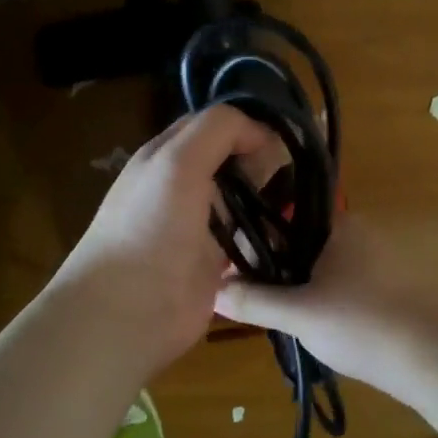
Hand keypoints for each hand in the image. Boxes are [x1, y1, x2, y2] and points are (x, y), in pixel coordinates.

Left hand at [51, 106, 283, 374]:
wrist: (127, 311)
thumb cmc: (150, 226)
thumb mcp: (178, 161)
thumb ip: (219, 130)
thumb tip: (262, 132)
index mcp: (167, 157)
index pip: (215, 126)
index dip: (249, 126)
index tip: (288, 137)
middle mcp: (183, 187)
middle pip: (233, 164)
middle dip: (267, 164)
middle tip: (304, 172)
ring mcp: (200, 229)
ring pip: (245, 203)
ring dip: (273, 201)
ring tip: (310, 201)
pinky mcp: (216, 266)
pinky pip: (250, 243)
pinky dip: (272, 238)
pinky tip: (298, 235)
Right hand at [213, 216, 437, 391]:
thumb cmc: (362, 323)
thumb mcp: (298, 313)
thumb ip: (253, 300)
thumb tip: (211, 290)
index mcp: (337, 224)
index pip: (282, 218)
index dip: (254, 242)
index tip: (234, 271)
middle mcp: (361, 233)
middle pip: (302, 243)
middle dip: (277, 269)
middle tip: (255, 301)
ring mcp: (382, 260)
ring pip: (325, 267)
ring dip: (302, 288)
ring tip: (282, 319)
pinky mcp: (396, 288)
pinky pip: (348, 286)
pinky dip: (329, 301)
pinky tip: (321, 329)